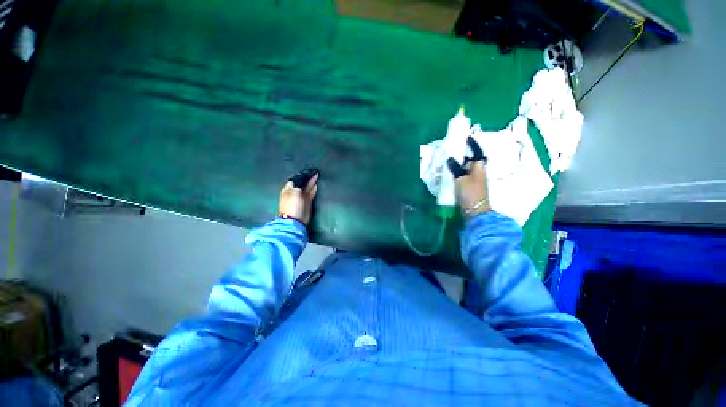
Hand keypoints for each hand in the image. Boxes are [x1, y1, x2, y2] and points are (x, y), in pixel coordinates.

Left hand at [279, 168, 319, 224]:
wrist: (295, 220)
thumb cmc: (292, 204)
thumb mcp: (294, 191)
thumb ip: (300, 184)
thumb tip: (303, 178)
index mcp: (288, 189)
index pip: (295, 179)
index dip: (301, 175)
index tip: (308, 170)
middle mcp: (295, 192)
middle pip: (302, 182)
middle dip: (307, 177)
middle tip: (314, 171)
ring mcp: (301, 197)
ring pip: (307, 187)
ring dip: (312, 182)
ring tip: (317, 175)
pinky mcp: (308, 202)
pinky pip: (311, 193)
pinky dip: (314, 189)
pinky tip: (317, 184)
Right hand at [446, 137, 490, 218]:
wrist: (475, 210)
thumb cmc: (470, 193)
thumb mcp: (460, 179)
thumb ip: (455, 168)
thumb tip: (450, 159)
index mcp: (479, 167)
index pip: (477, 152)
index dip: (473, 145)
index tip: (467, 138)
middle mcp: (478, 171)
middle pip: (471, 160)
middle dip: (463, 154)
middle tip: (452, 150)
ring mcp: (475, 180)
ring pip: (466, 168)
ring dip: (459, 164)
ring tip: (449, 160)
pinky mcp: (470, 186)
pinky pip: (463, 175)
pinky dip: (457, 172)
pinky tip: (450, 173)